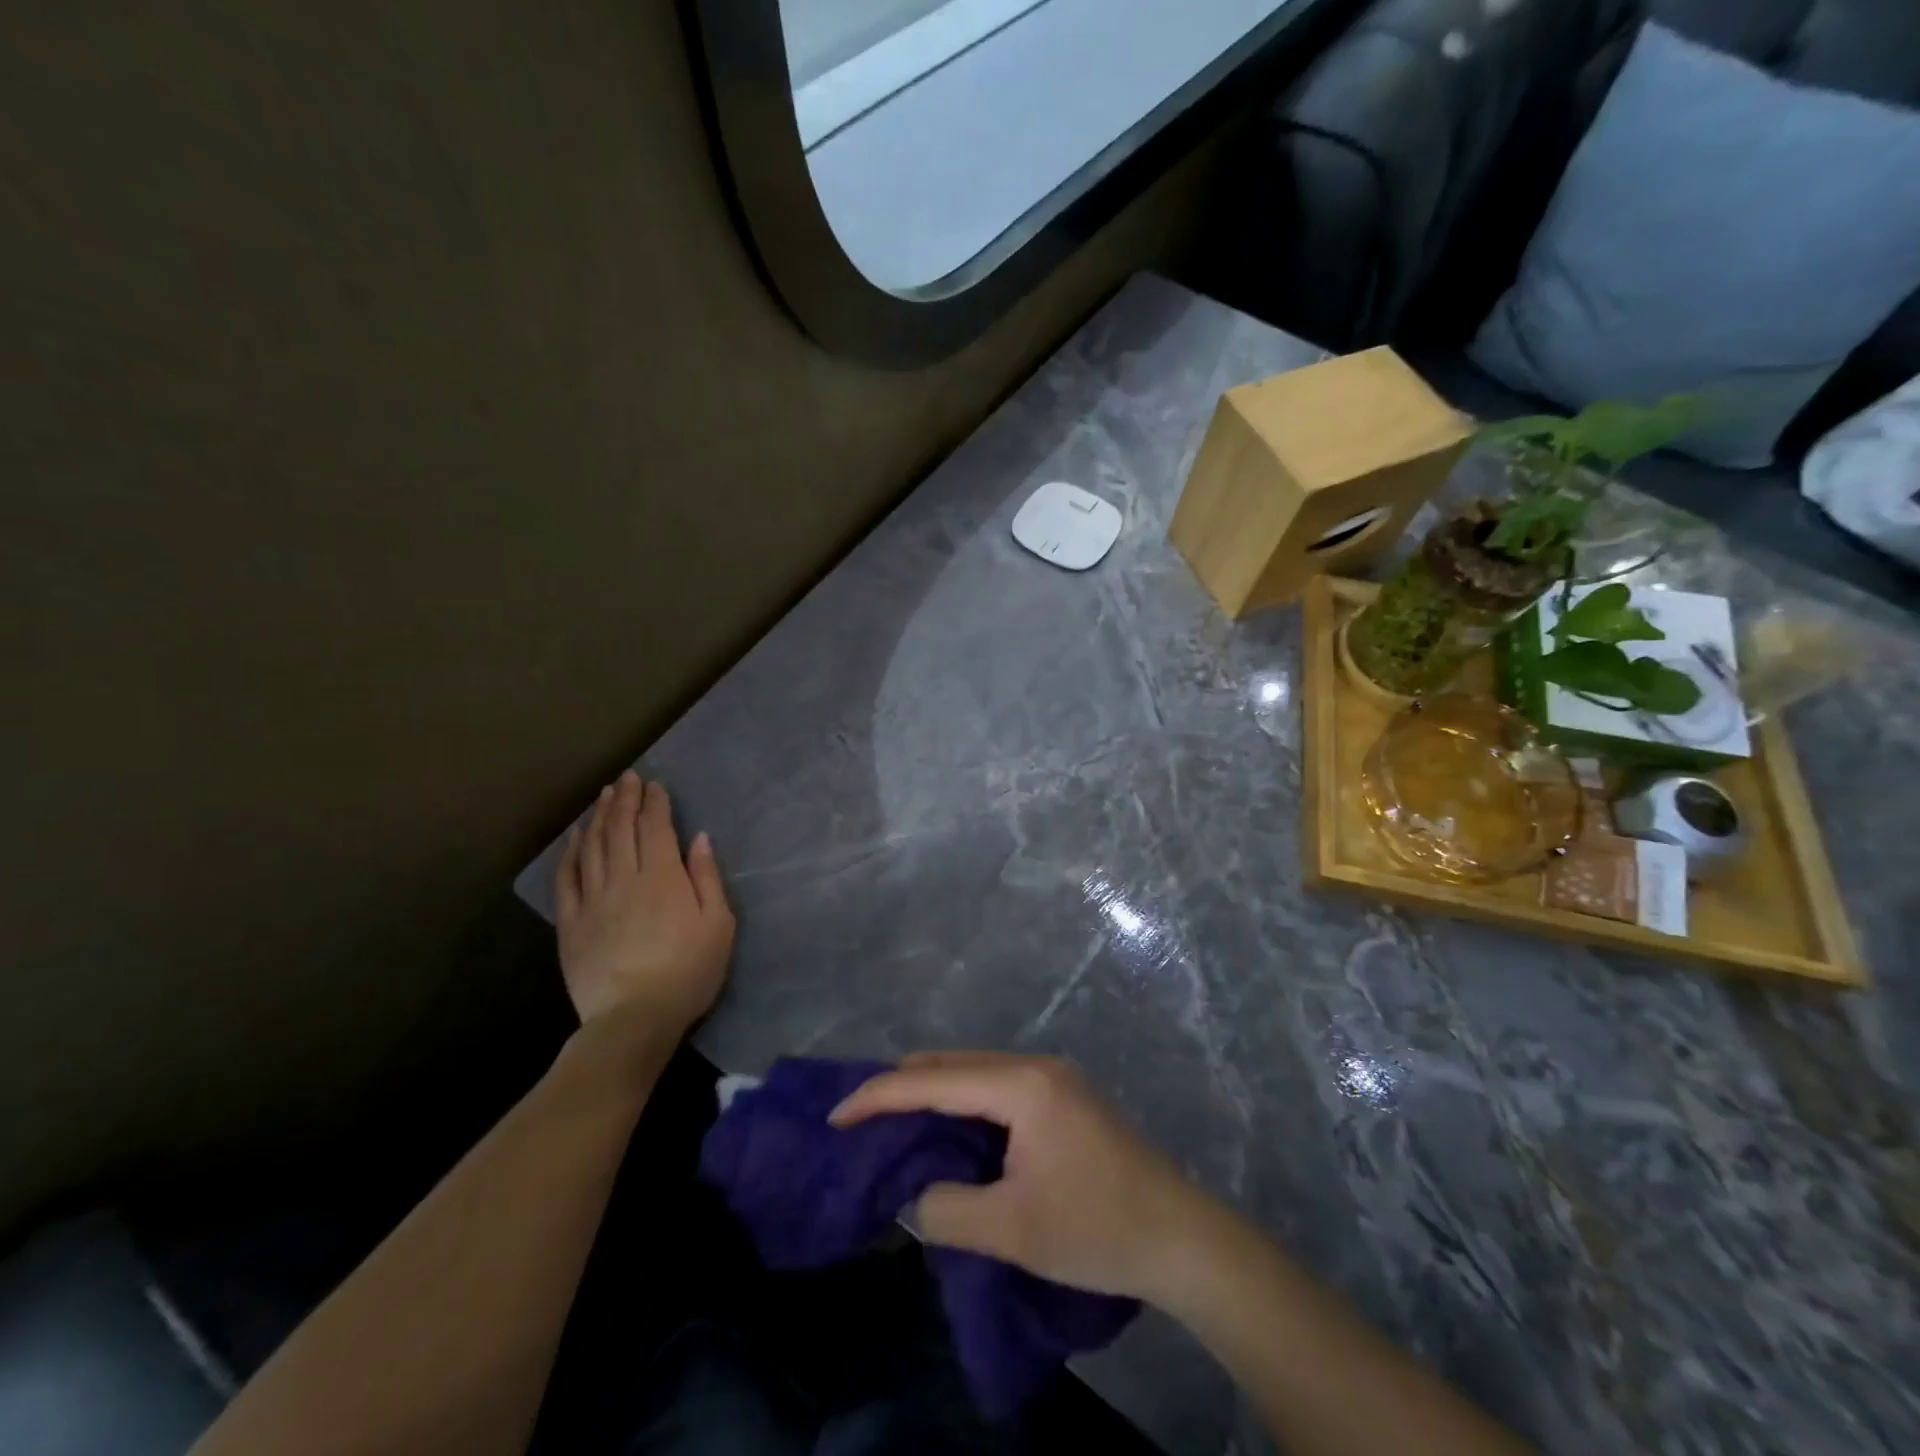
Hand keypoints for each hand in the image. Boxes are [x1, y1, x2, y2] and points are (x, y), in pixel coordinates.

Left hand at [555, 772, 733, 1036]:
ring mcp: (593, 899)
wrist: (634, 1018)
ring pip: (593, 846)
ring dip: (599, 817)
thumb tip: (699, 839)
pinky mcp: (571, 923)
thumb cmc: (688, 971)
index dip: (655, 802)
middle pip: (622, 829)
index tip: (655, 784)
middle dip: (625, 799)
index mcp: (663, 877)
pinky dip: (571, 852)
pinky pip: (568, 878)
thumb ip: (707, 878)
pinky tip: (576, 837)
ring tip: (603, 796)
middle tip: (627, 778)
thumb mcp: (718, 924)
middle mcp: (624, 878)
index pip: (656, 827)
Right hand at [831, 1052, 1209, 1303]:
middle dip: (902, 1087)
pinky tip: (950, 1131)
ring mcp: (1053, 1078)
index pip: (933, 1080)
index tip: (836, 1117)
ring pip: (974, 1072)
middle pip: (951, 1064)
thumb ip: (947, 1209)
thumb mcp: (1012, 1230)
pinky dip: (963, 1104)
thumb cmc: (1096, 1228)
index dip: (879, 1096)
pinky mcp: (1064, 1097)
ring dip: (933, 1094)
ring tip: (895, 1126)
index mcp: (1021, 1085)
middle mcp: (1035, 1066)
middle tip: (861, 1121)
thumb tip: (913, 1196)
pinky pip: (996, 1087)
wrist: (1182, 1237)